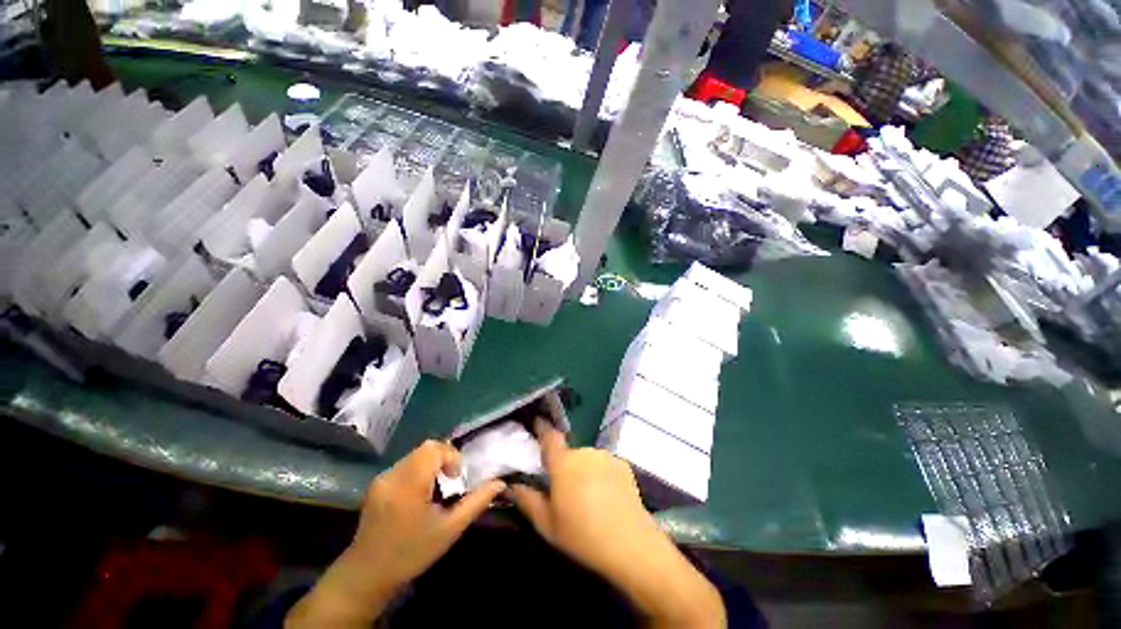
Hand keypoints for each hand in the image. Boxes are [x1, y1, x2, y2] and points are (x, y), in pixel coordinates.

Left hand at [287, 440, 504, 627]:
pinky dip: (419, 470)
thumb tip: (500, 483)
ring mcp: (382, 478)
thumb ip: (476, 502)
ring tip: (436, 489)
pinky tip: (419, 495)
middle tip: (450, 481)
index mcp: (409, 484)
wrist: (367, 575)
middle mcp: (393, 475)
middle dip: (444, 458)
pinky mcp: (377, 483)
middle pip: (425, 448)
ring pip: (415, 455)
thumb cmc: (411, 553)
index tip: (456, 479)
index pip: (434, 449)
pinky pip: (405, 464)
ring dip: (431, 464)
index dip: (451, 457)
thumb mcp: (449, 530)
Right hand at [509, 420, 725, 627]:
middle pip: (570, 455)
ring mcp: (606, 457)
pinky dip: (601, 475)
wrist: (629, 543)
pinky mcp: (623, 464)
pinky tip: (607, 498)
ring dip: (585, 472)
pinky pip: (604, 465)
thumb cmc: (582, 535)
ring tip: (590, 499)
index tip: (538, 422)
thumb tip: (514, 486)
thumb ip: (528, 501)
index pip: (550, 437)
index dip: (542, 428)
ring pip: (588, 460)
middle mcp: (584, 452)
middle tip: (568, 494)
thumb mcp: (548, 524)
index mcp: (563, 463)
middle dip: (566, 468)